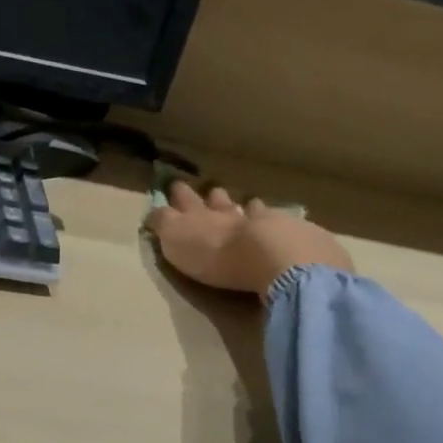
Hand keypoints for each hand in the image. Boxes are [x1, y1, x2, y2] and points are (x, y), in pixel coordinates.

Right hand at [149, 181, 353, 297]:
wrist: (272, 257)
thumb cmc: (216, 256)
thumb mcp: (176, 242)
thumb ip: (164, 226)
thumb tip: (152, 212)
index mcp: (198, 217)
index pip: (183, 202)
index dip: (178, 195)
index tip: (174, 185)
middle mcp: (228, 212)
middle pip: (217, 200)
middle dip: (210, 195)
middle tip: (210, 189)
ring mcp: (262, 219)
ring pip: (249, 207)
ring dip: (245, 205)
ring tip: (247, 202)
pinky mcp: (290, 233)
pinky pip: (280, 221)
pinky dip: (276, 220)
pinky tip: (281, 221)